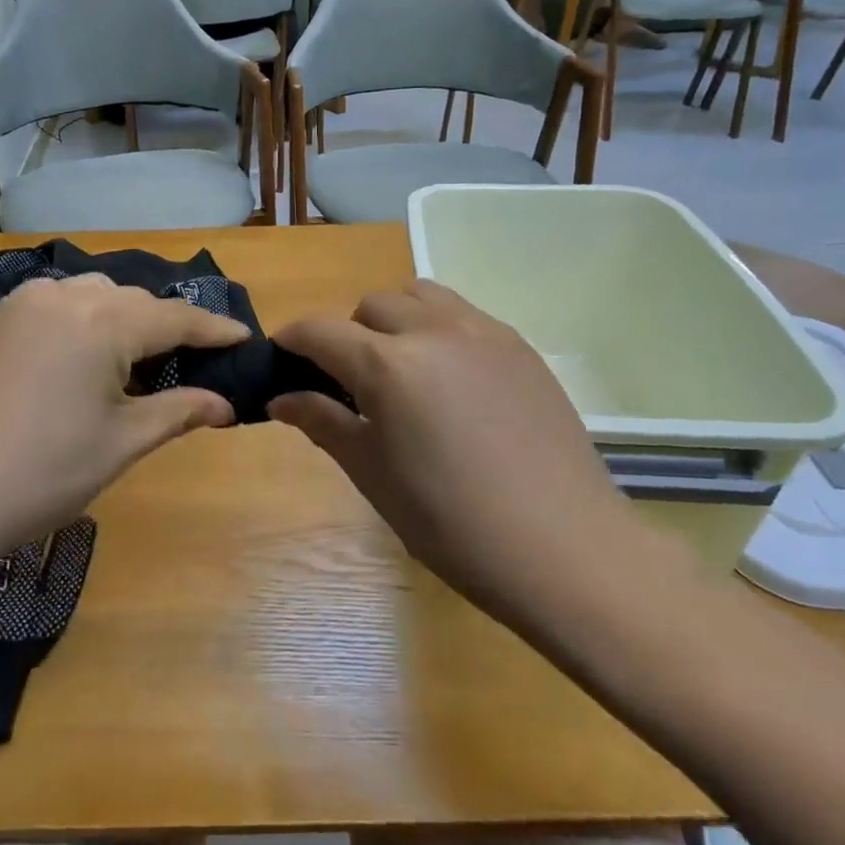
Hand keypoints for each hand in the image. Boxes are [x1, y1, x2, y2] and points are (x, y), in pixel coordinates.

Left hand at [0, 276, 248, 564]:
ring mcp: (24, 302)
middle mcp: (65, 295)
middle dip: (169, 327)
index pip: (175, 318)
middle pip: (136, 302)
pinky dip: (87, 318)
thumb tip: (226, 406)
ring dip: (127, 318)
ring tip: (141, 359)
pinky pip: (60, 303)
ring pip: (97, 295)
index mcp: (102, 322)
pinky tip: (89, 352)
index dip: (214, 329)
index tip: (245, 337)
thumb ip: (179, 411)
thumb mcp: (121, 442)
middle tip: (195, 362)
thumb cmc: (41, 473)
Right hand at [270, 282, 624, 621]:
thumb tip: (282, 399)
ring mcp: (484, 332)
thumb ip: (323, 424)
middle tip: (348, 382)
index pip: (321, 330)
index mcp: (389, 366)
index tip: (280, 359)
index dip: (291, 340)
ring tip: (400, 368)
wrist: (564, 549)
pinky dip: (438, 328)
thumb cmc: (453, 524)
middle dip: (347, 333)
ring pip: (420, 295)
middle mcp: (434, 332)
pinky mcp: (520, 346)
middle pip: (372, 305)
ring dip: (395, 319)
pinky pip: (463, 314)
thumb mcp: (374, 475)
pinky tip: (448, 379)